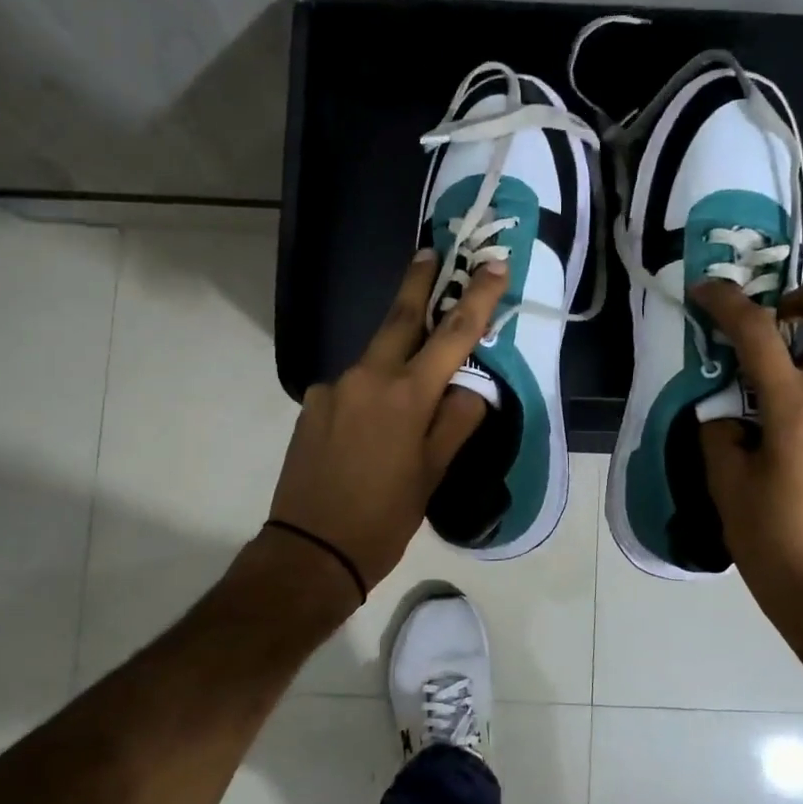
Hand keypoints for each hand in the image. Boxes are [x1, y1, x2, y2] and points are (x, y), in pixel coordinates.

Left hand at [267, 249, 507, 592]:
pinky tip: (370, 431)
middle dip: (418, 282)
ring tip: (408, 396)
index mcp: (406, 396)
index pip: (452, 335)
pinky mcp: (312, 404)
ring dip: (396, 359)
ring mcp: (333, 388)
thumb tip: (471, 389)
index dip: (477, 297)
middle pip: (399, 318)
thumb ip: (456, 421)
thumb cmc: (384, 517)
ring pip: (375, 360)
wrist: (310, 551)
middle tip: (430, 252)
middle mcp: (366, 378)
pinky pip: (352, 388)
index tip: (492, 265)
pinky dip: (370, 394)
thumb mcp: (433, 473)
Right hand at [692, 279, 802, 632]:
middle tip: (781, 310)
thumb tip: (725, 412)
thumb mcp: (726, 484)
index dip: (728, 303)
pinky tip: (799, 395)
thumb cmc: (773, 541)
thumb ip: (720, 433)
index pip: (759, 334)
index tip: (706, 290)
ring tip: (794, 348)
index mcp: (796, 409)